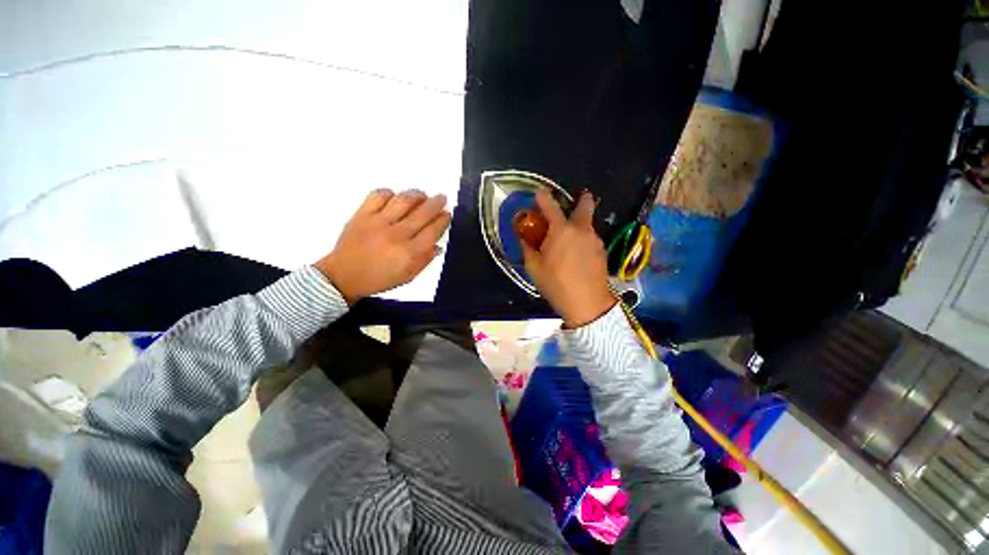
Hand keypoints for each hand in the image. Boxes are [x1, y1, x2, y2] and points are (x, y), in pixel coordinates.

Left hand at [315, 189, 450, 303]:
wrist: (343, 276)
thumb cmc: (378, 279)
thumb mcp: (408, 276)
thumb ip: (425, 260)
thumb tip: (437, 244)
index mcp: (409, 253)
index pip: (433, 231)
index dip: (443, 220)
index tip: (447, 214)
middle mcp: (396, 235)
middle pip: (422, 213)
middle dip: (436, 203)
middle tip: (441, 199)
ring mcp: (378, 222)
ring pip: (403, 201)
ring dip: (417, 195)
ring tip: (423, 195)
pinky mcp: (362, 215)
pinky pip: (379, 196)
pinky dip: (390, 193)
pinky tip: (396, 197)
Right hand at [521, 190, 615, 327]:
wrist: (587, 303)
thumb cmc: (556, 284)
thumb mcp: (534, 267)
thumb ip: (528, 248)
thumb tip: (524, 238)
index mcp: (562, 230)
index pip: (550, 205)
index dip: (543, 197)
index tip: (539, 193)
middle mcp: (581, 229)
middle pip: (585, 204)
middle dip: (580, 199)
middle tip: (571, 204)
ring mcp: (595, 239)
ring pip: (588, 223)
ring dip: (579, 224)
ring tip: (569, 238)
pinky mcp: (602, 251)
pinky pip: (591, 237)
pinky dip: (583, 238)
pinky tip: (577, 253)